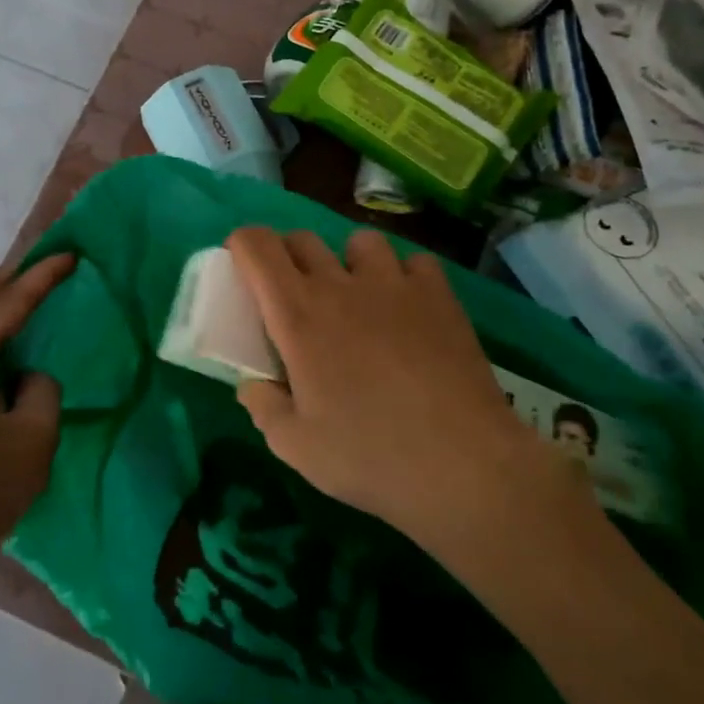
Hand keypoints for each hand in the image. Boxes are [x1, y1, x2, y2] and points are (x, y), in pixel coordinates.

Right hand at [227, 227, 585, 558]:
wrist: (461, 464)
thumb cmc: (369, 456)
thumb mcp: (296, 446)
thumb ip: (263, 407)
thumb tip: (252, 384)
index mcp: (298, 316)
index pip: (257, 247)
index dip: (243, 245)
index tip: (242, 266)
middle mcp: (341, 286)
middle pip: (302, 239)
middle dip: (288, 257)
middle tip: (294, 295)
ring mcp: (394, 283)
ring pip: (359, 242)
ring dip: (348, 262)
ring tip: (358, 297)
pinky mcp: (438, 294)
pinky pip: (414, 262)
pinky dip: (404, 276)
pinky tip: (409, 308)